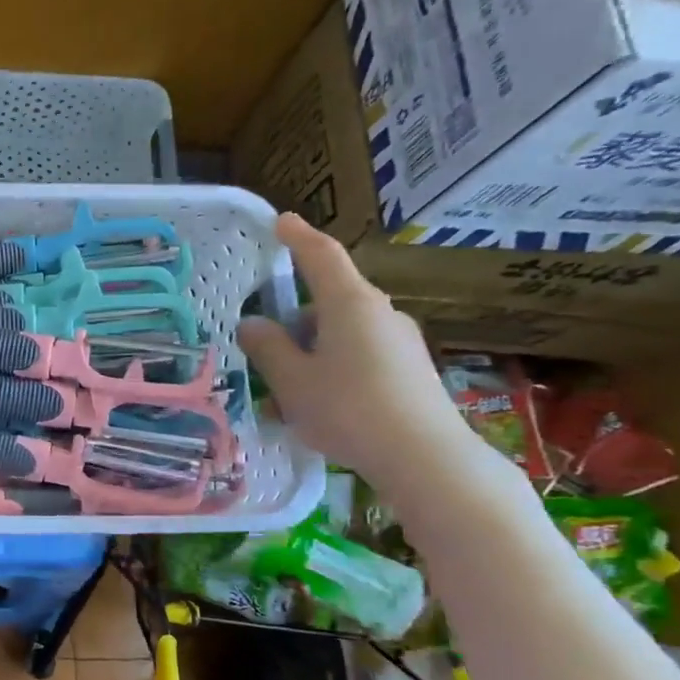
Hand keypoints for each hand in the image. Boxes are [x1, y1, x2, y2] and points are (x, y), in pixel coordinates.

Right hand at [237, 213, 473, 492]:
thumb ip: (268, 348)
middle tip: (265, 353)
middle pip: (328, 301)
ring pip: (342, 333)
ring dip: (310, 353)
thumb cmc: (349, 409)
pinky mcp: (410, 369)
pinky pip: (360, 356)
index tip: (279, 221)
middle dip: (294, 321)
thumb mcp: (293, 381)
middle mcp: (380, 313)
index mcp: (349, 304)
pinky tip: (318, 407)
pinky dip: (332, 369)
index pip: (320, 256)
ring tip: (287, 395)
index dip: (297, 236)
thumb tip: (253, 323)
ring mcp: (399, 341)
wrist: (425, 458)